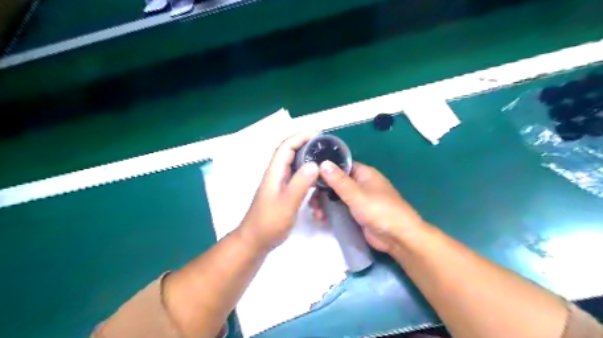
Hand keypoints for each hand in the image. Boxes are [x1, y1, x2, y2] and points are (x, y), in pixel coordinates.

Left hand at [237, 131, 321, 252]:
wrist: (256, 241)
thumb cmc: (269, 223)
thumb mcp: (286, 204)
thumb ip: (300, 184)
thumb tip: (315, 164)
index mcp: (274, 172)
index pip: (286, 146)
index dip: (301, 136)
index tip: (319, 134)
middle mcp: (277, 174)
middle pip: (291, 152)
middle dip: (307, 145)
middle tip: (327, 147)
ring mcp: (280, 183)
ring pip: (295, 164)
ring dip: (308, 159)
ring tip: (325, 161)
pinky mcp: (284, 192)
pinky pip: (297, 177)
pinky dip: (308, 174)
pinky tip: (318, 180)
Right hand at [316, 162, 423, 253]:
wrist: (398, 238)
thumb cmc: (380, 211)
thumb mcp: (357, 195)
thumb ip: (338, 180)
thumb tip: (322, 163)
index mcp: (363, 173)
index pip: (340, 166)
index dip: (325, 170)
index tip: (309, 177)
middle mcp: (360, 183)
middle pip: (335, 182)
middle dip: (321, 191)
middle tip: (311, 202)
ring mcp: (358, 198)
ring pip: (335, 195)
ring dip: (324, 203)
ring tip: (317, 214)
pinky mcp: (356, 212)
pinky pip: (339, 207)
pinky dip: (330, 211)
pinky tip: (323, 219)